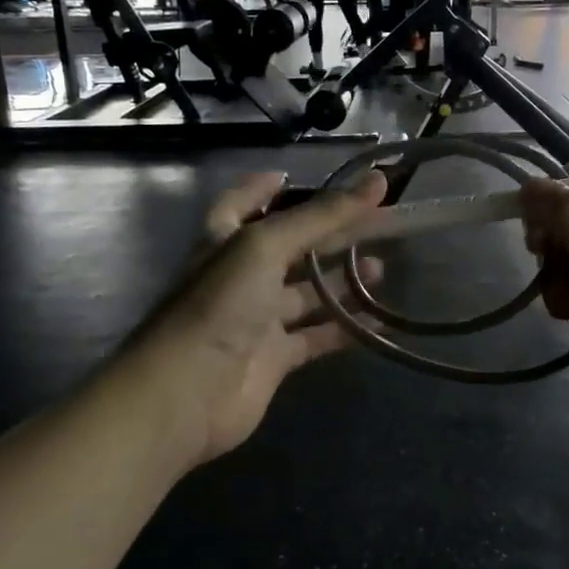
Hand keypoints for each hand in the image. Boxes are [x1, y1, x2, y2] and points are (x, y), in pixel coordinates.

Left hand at [123, 172, 387, 469]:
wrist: (188, 391)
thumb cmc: (220, 304)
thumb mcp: (267, 246)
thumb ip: (322, 216)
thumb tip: (377, 180)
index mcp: (225, 241)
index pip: (242, 204)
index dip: (264, 190)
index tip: (296, 177)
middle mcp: (240, 276)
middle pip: (289, 247)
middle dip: (328, 234)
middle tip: (375, 223)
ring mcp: (257, 319)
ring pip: (306, 294)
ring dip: (341, 281)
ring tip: (380, 268)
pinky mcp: (274, 358)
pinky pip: (316, 337)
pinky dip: (344, 328)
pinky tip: (378, 320)